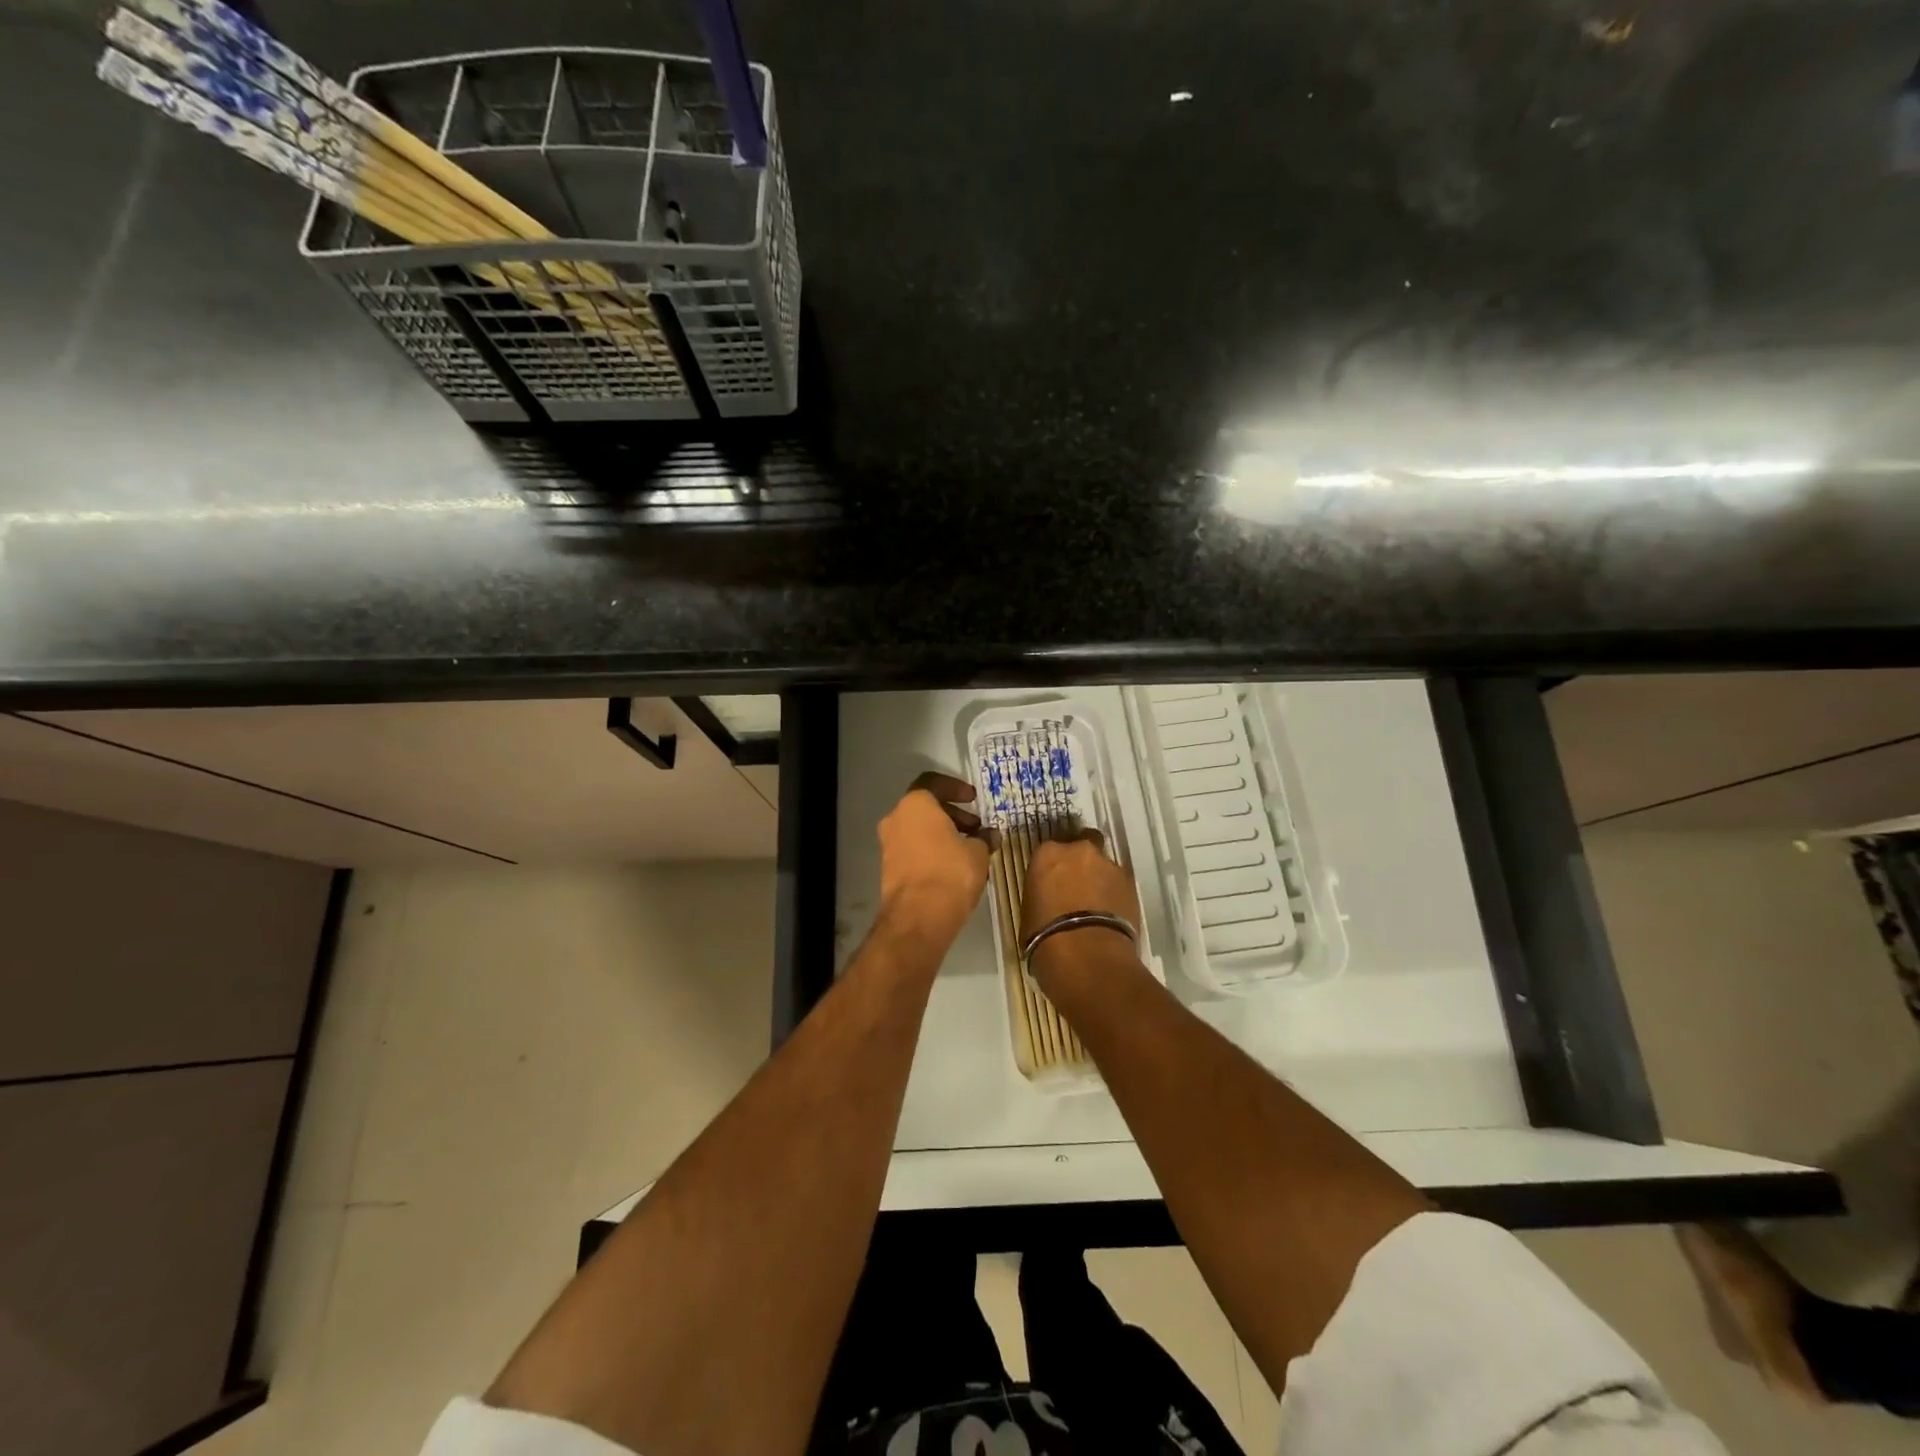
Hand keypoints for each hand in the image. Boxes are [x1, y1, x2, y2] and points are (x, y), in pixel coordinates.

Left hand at [877, 772, 993, 944]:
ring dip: (943, 834)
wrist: (918, 918)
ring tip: (970, 849)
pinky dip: (932, 850)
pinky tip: (955, 866)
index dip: (956, 788)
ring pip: (919, 829)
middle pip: (925, 807)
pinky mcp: (889, 868)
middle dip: (953, 815)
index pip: (933, 782)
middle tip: (976, 827)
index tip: (973, 799)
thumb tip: (990, 835)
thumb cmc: (950, 873)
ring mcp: (889, 844)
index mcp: (915, 805)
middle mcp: (896, 818)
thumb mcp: (977, 852)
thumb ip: (984, 838)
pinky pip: (914, 849)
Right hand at [1021, 830, 1141, 974]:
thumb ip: (1042, 896)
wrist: (1087, 956)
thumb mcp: (1030, 913)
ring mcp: (1108, 865)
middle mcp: (1079, 850)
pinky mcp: (1131, 884)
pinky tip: (1110, 916)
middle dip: (1080, 863)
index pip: (1049, 851)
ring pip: (1103, 866)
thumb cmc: (1045, 937)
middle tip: (1076, 888)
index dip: (1052, 867)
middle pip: (1081, 848)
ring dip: (1100, 880)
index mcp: (1048, 854)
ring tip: (1097, 907)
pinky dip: (1115, 895)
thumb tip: (1050, 902)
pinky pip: (1119, 885)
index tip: (1052, 882)